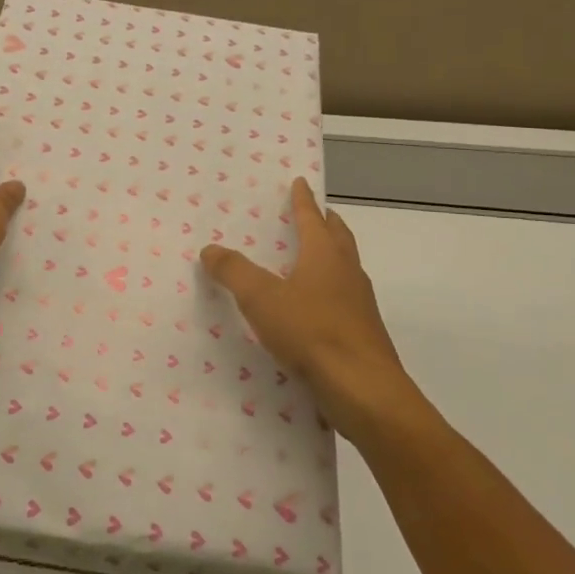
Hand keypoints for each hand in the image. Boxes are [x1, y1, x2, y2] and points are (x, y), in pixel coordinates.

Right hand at [201, 178, 421, 442]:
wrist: (364, 390)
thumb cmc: (312, 333)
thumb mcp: (262, 299)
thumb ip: (234, 272)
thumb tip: (210, 248)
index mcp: (325, 255)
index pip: (312, 217)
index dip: (302, 200)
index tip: (300, 182)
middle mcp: (347, 272)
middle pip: (337, 237)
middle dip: (325, 222)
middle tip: (313, 213)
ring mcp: (359, 304)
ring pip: (344, 268)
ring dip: (330, 255)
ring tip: (309, 257)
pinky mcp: (362, 333)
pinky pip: (343, 299)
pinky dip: (329, 290)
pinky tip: (313, 308)